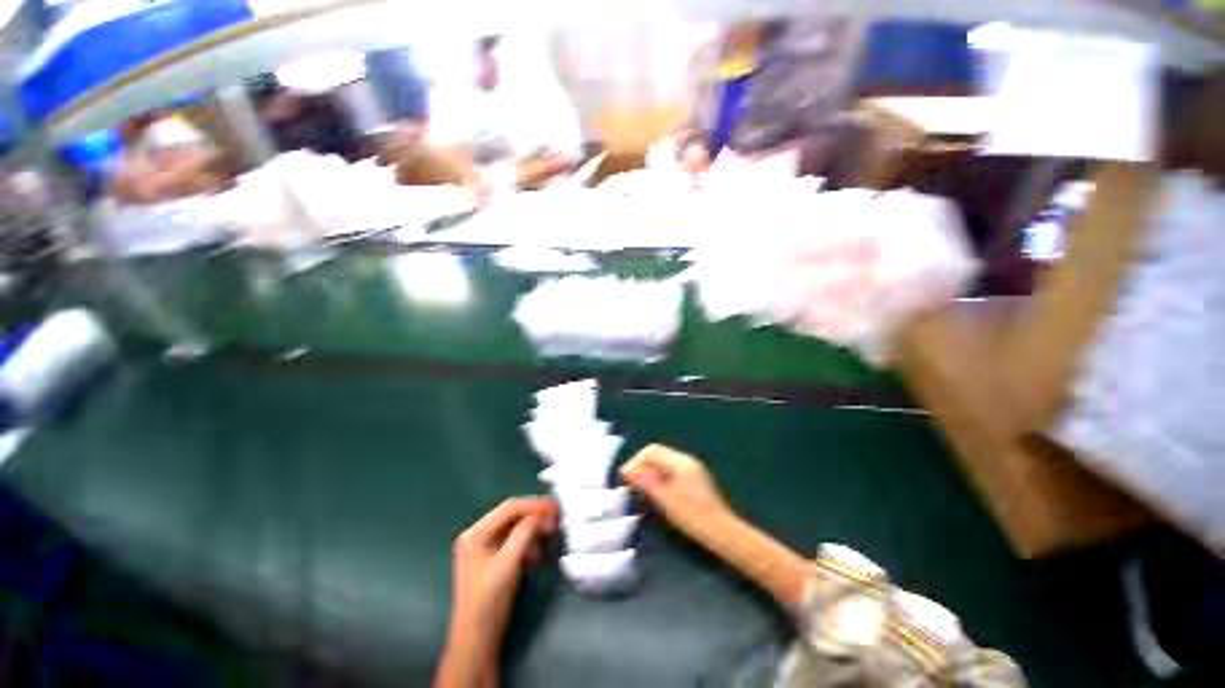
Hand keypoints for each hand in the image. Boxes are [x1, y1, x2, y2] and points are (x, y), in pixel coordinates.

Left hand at [447, 497, 558, 658]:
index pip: (509, 508)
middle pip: (513, 515)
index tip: (555, 507)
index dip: (534, 504)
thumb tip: (541, 516)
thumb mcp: (507, 565)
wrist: (477, 641)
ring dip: (534, 528)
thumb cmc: (489, 602)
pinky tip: (538, 551)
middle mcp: (479, 535)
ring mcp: (485, 547)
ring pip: (516, 527)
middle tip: (557, 517)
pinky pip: (515, 541)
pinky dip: (529, 542)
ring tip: (551, 533)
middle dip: (536, 515)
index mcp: (475, 533)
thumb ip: (524, 535)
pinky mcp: (494, 559)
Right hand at [621, 445, 812, 609]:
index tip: (626, 478)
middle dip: (642, 466)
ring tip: (642, 490)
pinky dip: (660, 478)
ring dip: (650, 472)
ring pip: (664, 463)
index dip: (636, 461)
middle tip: (631, 484)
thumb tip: (627, 469)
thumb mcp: (665, 498)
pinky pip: (671, 471)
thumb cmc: (692, 515)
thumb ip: (645, 481)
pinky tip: (657, 494)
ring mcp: (692, 470)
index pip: (651, 450)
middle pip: (658, 454)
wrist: (722, 532)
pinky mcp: (695, 480)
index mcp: (680, 461)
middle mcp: (686, 460)